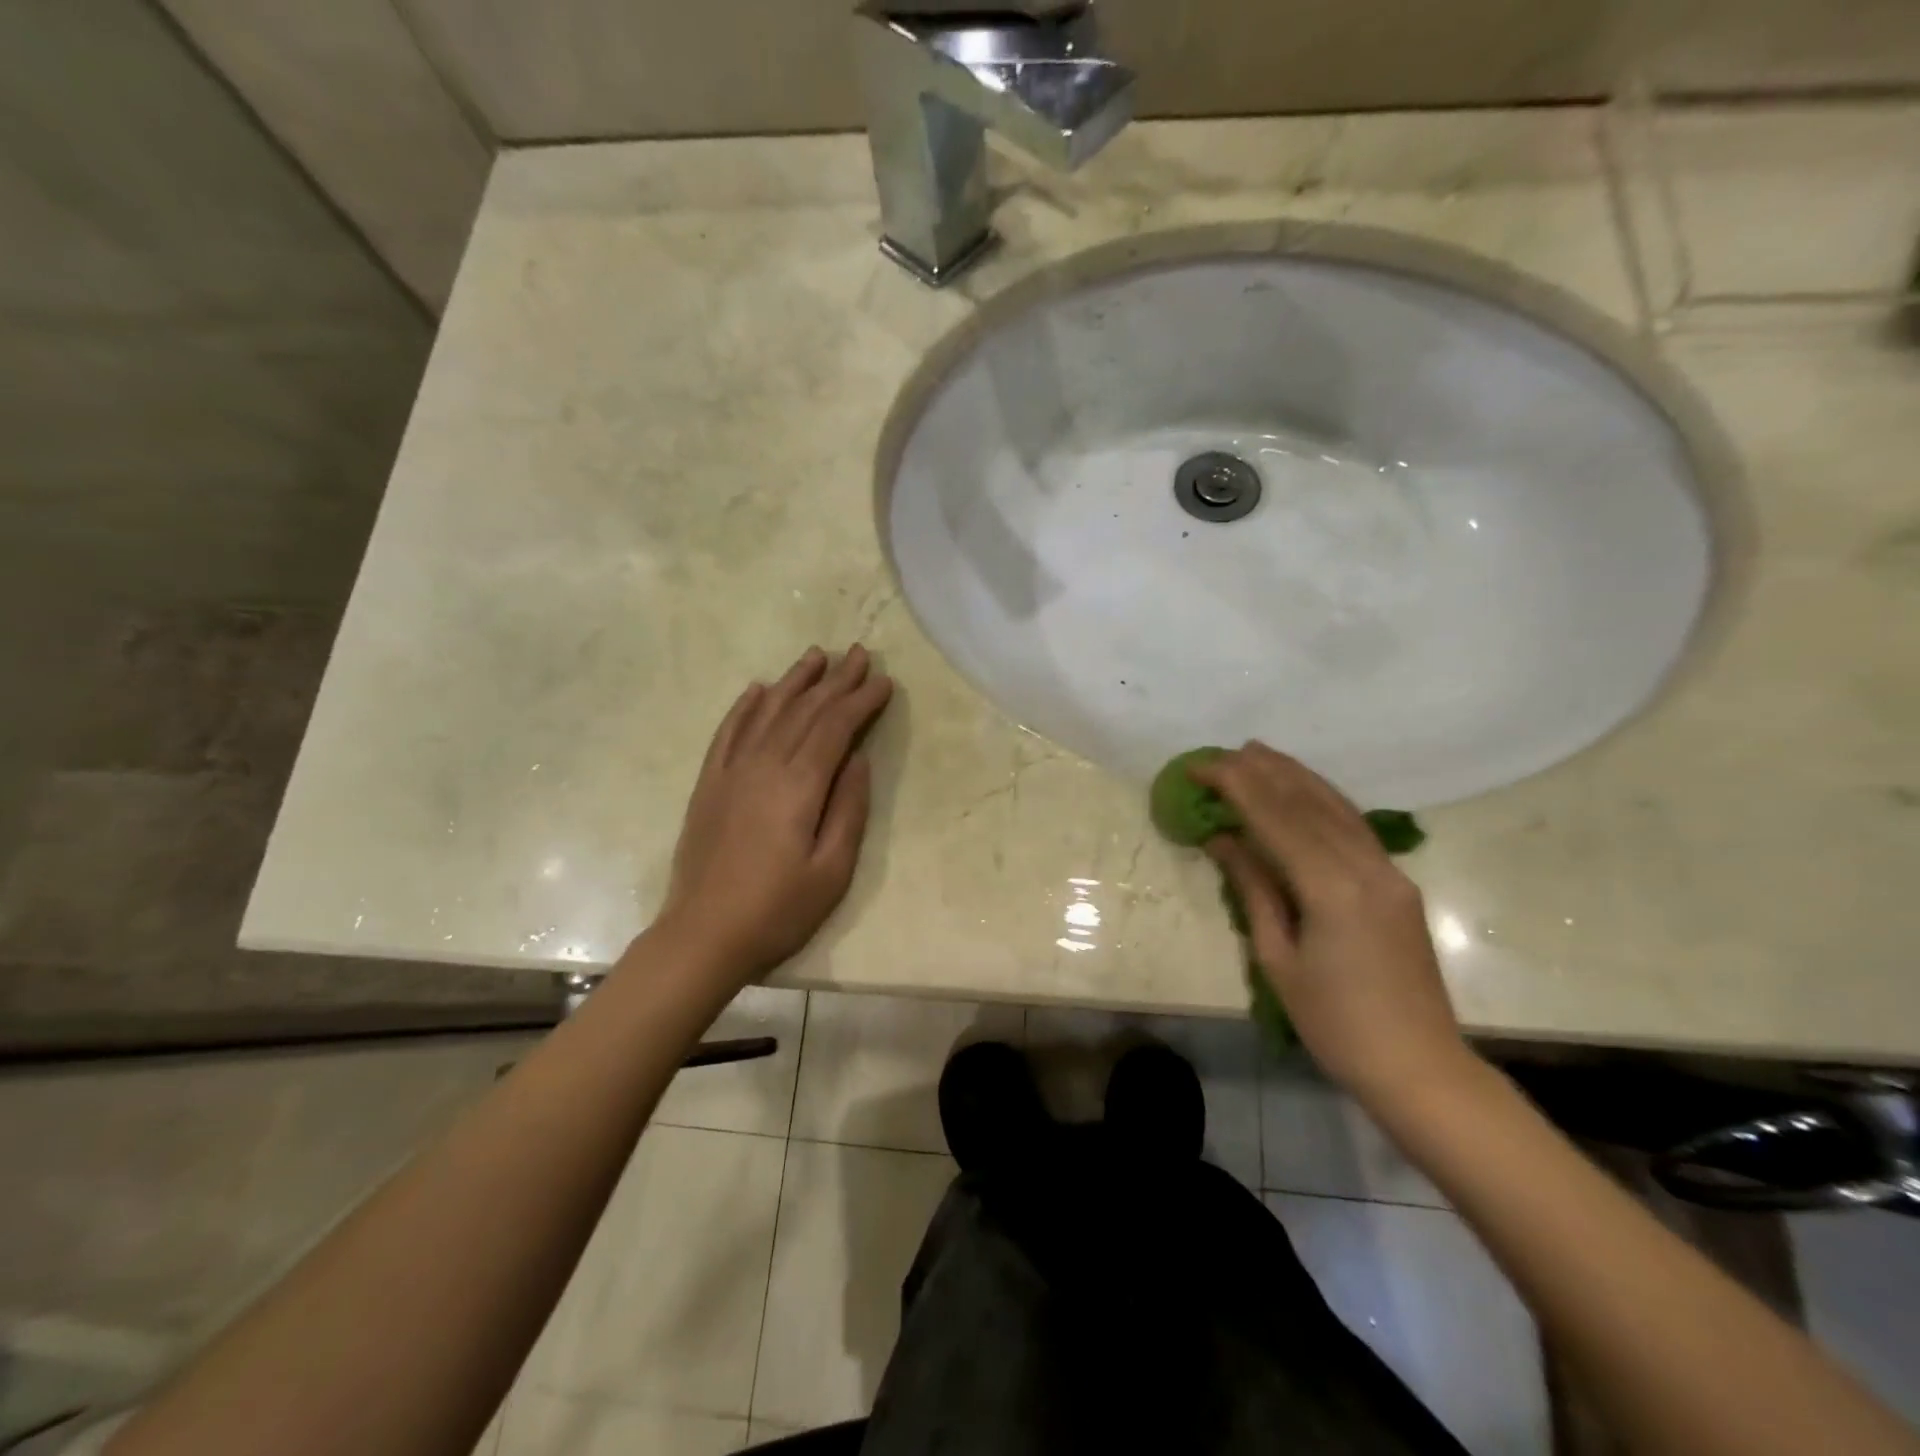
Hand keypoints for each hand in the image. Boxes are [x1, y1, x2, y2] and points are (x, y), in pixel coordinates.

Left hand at [655, 646, 892, 982]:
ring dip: (794, 682)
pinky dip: (744, 706)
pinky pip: (728, 733)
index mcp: (800, 785)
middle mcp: (764, 765)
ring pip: (767, 712)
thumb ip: (849, 808)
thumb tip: (858, 758)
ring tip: (815, 656)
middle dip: (835, 681)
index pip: (836, 727)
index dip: (861, 700)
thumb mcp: (833, 869)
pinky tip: (757, 689)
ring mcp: (731, 772)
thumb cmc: (779, 909)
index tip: (883, 680)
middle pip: (805, 711)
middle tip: (858, 653)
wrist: (704, 935)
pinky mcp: (709, 784)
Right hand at [1190, 744, 1472, 1107]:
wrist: (1419, 1066)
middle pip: (1308, 803)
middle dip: (1262, 772)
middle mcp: (1366, 867)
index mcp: (1332, 888)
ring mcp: (1389, 872)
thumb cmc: (1335, 1023)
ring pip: (1336, 806)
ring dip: (1294, 776)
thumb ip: (1254, 889)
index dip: (1235, 786)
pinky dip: (1322, 799)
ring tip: (1258, 754)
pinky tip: (1303, 790)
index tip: (1200, 767)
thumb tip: (1223, 840)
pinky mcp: (1397, 882)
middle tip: (1223, 754)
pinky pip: (1354, 826)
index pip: (1276, 818)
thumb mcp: (1278, 958)